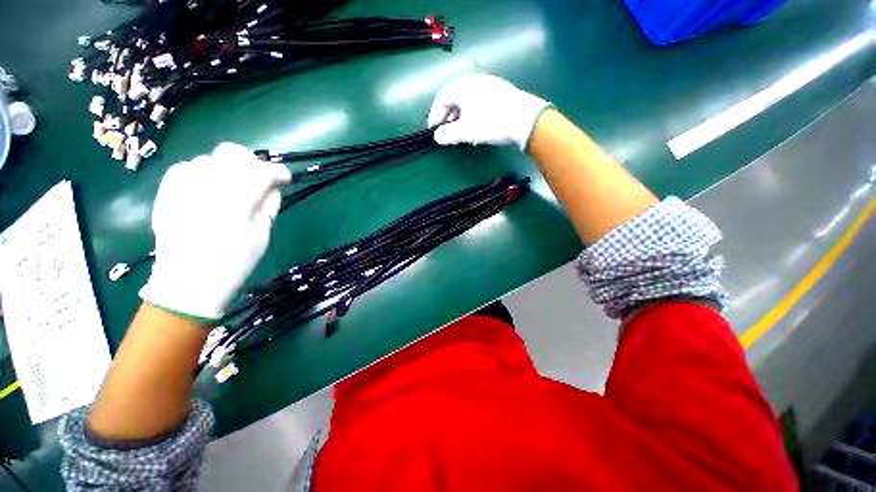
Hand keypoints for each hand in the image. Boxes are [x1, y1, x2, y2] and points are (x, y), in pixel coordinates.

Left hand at [140, 143, 290, 320]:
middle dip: (251, 163)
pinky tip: (208, 189)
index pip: (262, 171)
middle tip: (259, 180)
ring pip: (210, 159)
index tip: (285, 179)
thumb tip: (272, 187)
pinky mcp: (167, 191)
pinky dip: (203, 172)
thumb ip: (268, 205)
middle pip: (232, 153)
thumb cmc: (233, 263)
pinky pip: (187, 167)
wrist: (187, 282)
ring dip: (228, 169)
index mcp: (235, 200)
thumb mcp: (262, 235)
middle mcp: (206, 185)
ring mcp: (181, 186)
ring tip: (233, 189)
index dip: (278, 172)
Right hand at [427, 73, 551, 151]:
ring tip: (460, 132)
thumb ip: (448, 134)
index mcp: (462, 86)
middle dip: (447, 117)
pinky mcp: (500, 92)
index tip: (433, 131)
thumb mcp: (465, 132)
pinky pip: (479, 102)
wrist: (526, 120)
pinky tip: (476, 125)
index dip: (434, 116)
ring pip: (467, 100)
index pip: (441, 99)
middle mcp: (474, 81)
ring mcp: (489, 85)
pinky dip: (472, 114)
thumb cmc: (490, 123)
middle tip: (446, 132)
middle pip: (454, 98)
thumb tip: (437, 137)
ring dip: (459, 117)